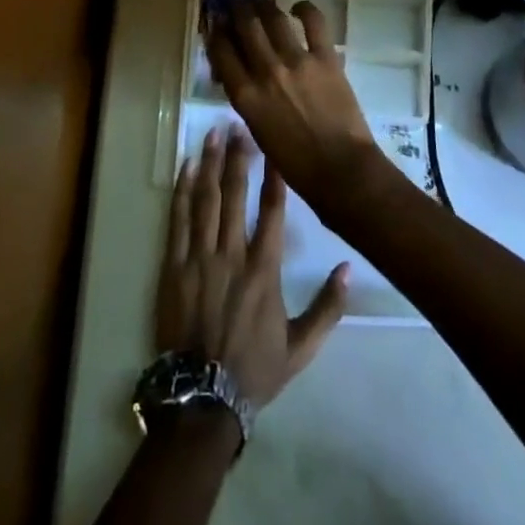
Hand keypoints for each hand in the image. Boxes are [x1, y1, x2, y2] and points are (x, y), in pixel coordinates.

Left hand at [158, 124, 347, 411]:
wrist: (202, 399)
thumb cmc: (254, 370)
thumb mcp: (301, 347)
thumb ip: (328, 308)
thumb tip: (349, 268)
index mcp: (264, 270)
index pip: (271, 211)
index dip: (274, 176)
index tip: (274, 146)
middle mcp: (231, 255)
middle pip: (235, 194)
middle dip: (238, 156)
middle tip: (239, 124)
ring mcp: (199, 258)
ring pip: (205, 199)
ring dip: (210, 163)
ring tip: (213, 133)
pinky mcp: (174, 267)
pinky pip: (178, 221)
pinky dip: (182, 191)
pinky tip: (186, 168)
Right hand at [205, 0, 382, 211]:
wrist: (340, 170)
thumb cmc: (296, 163)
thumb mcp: (258, 131)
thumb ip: (248, 99)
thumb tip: (243, 75)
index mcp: (245, 96)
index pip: (222, 53)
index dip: (216, 32)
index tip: (216, 22)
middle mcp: (266, 72)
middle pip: (245, 27)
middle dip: (237, 9)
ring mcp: (296, 61)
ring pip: (273, 19)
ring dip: (264, 4)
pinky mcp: (325, 57)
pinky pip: (313, 22)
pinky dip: (304, 9)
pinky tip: (298, 7)